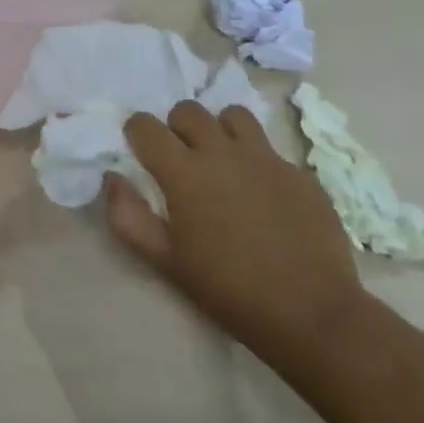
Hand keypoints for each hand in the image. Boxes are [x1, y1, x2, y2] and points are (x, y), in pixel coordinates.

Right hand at [104, 102, 365, 359]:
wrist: (310, 312)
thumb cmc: (227, 288)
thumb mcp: (164, 261)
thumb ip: (127, 216)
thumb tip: (113, 178)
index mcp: (184, 172)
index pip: (145, 125)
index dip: (136, 133)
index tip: (140, 151)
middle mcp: (223, 153)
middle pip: (189, 110)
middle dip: (176, 126)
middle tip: (180, 158)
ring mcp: (266, 159)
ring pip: (234, 116)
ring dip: (219, 130)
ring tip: (221, 160)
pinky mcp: (300, 174)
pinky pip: (270, 149)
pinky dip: (256, 161)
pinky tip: (261, 194)